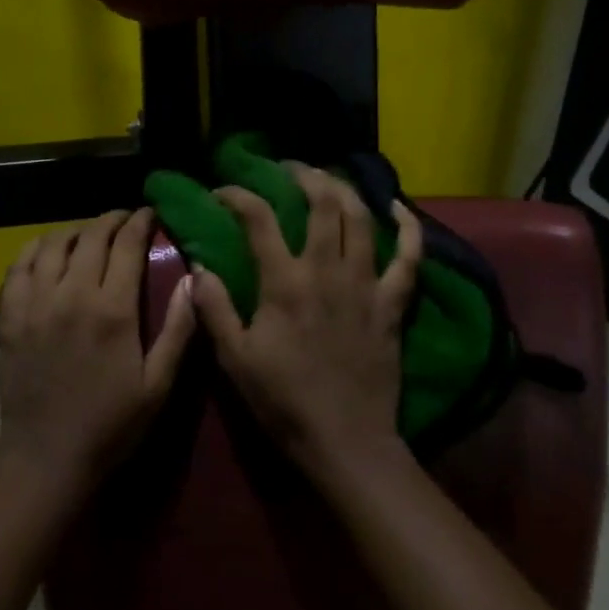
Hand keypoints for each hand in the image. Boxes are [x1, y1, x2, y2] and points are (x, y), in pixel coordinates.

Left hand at [0, 209, 196, 490]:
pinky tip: (45, 252)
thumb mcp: (158, 384)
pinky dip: (33, 251)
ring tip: (88, 234)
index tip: (149, 213)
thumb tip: (193, 279)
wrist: (47, 459)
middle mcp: (71, 296)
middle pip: (90, 236)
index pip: (126, 245)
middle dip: (110, 220)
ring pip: (52, 244)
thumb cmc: (111, 425)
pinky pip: (17, 268)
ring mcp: (35, 305)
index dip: (139, 222)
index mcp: (112, 310)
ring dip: (74, 231)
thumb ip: (178, 329)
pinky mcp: (10, 318)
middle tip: (124, 220)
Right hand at [190, 166, 423, 484]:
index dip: (238, 196)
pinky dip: (408, 227)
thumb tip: (199, 267)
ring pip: (361, 218)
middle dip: (303, 175)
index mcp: (285, 283)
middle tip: (287, 169)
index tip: (224, 191)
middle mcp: (327, 270)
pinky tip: (397, 206)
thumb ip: (214, 308)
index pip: (259, 219)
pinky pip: (409, 256)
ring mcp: (366, 283)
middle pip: (322, 203)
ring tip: (329, 177)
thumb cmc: (284, 401)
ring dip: (345, 188)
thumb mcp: (235, 359)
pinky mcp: (393, 302)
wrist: (345, 440)